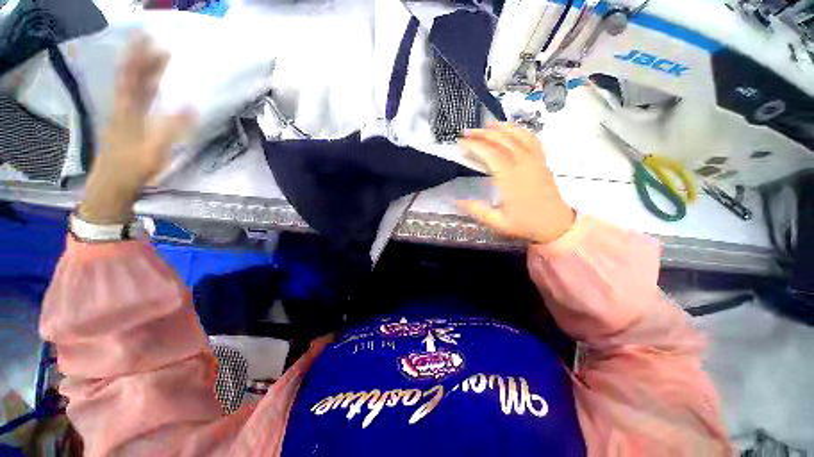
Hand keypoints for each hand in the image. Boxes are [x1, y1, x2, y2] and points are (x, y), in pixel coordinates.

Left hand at [79, 36, 194, 223]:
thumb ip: (172, 128)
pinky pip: (132, 99)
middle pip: (131, 78)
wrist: (112, 185)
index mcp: (128, 112)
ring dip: (141, 71)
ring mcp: (121, 116)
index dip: (141, 58)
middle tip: (158, 44)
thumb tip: (192, 106)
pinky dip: (140, 86)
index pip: (133, 77)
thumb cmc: (133, 169)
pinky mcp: (124, 125)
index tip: (153, 40)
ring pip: (130, 87)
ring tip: (153, 60)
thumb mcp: (155, 150)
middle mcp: (122, 109)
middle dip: (143, 59)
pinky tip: (147, 86)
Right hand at [457, 122, 574, 244]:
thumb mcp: (497, 222)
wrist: (556, 224)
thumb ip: (477, 210)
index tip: (460, 142)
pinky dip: (520, 131)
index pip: (489, 153)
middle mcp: (523, 164)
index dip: (474, 145)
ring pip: (518, 135)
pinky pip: (532, 139)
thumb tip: (458, 200)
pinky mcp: (541, 161)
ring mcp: (535, 160)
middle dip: (482, 134)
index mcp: (510, 178)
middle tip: (467, 132)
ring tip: (487, 124)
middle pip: (502, 140)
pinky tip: (512, 130)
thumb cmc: (525, 223)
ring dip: (501, 127)